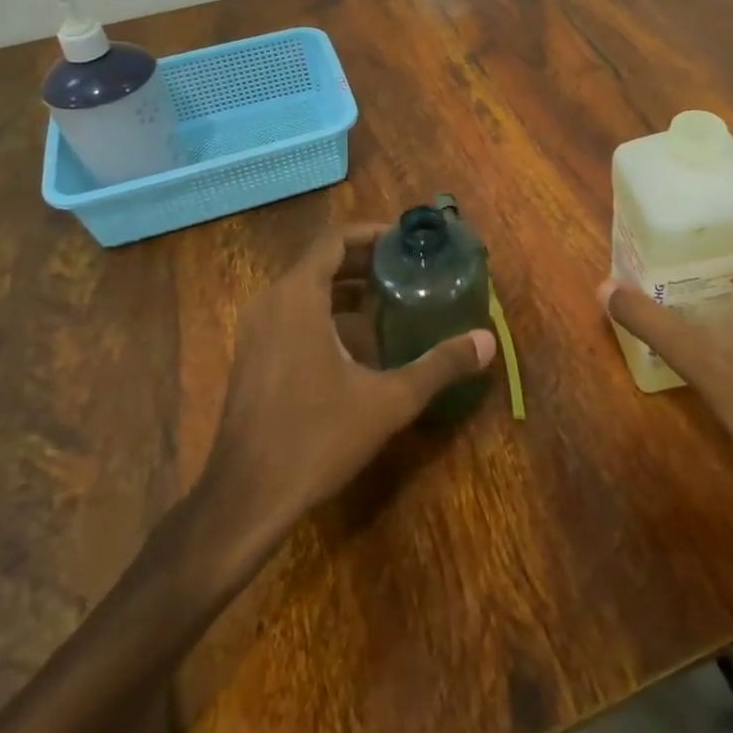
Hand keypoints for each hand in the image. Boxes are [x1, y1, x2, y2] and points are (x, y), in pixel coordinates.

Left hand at [199, 223, 496, 541]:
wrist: (245, 499)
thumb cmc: (316, 438)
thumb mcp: (388, 401)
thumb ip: (439, 366)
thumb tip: (487, 341)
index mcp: (298, 297)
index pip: (335, 239)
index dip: (372, 233)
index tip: (406, 241)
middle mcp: (271, 302)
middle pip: (321, 260)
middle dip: (365, 259)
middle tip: (408, 268)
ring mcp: (255, 330)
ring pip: (305, 288)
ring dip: (346, 286)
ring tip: (390, 298)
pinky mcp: (252, 356)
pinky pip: (291, 313)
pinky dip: (325, 311)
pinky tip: (357, 342)